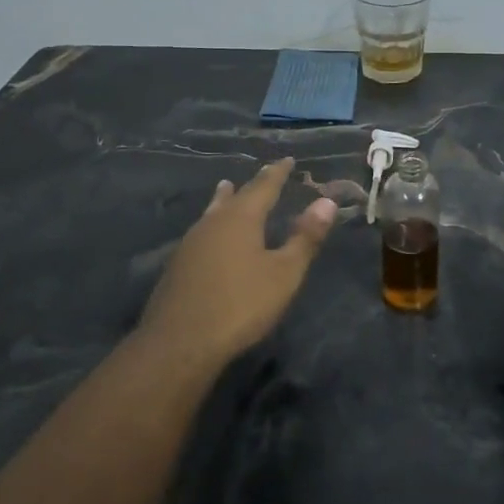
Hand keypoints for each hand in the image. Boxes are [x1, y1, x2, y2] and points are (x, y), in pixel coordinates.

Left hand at [140, 158, 337, 363]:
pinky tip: (210, 238)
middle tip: (261, 174)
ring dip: (223, 200)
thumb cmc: (241, 305)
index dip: (277, 173)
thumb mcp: (284, 273)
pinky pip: (201, 233)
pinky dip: (213, 225)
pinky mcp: (177, 267)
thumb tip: (327, 202)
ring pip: (211, 213)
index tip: (288, 160)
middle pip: (233, 197)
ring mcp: (190, 245)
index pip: (263, 187)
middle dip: (250, 185)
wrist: (180, 343)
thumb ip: (305, 238)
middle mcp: (212, 223)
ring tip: (225, 190)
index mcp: (240, 219)